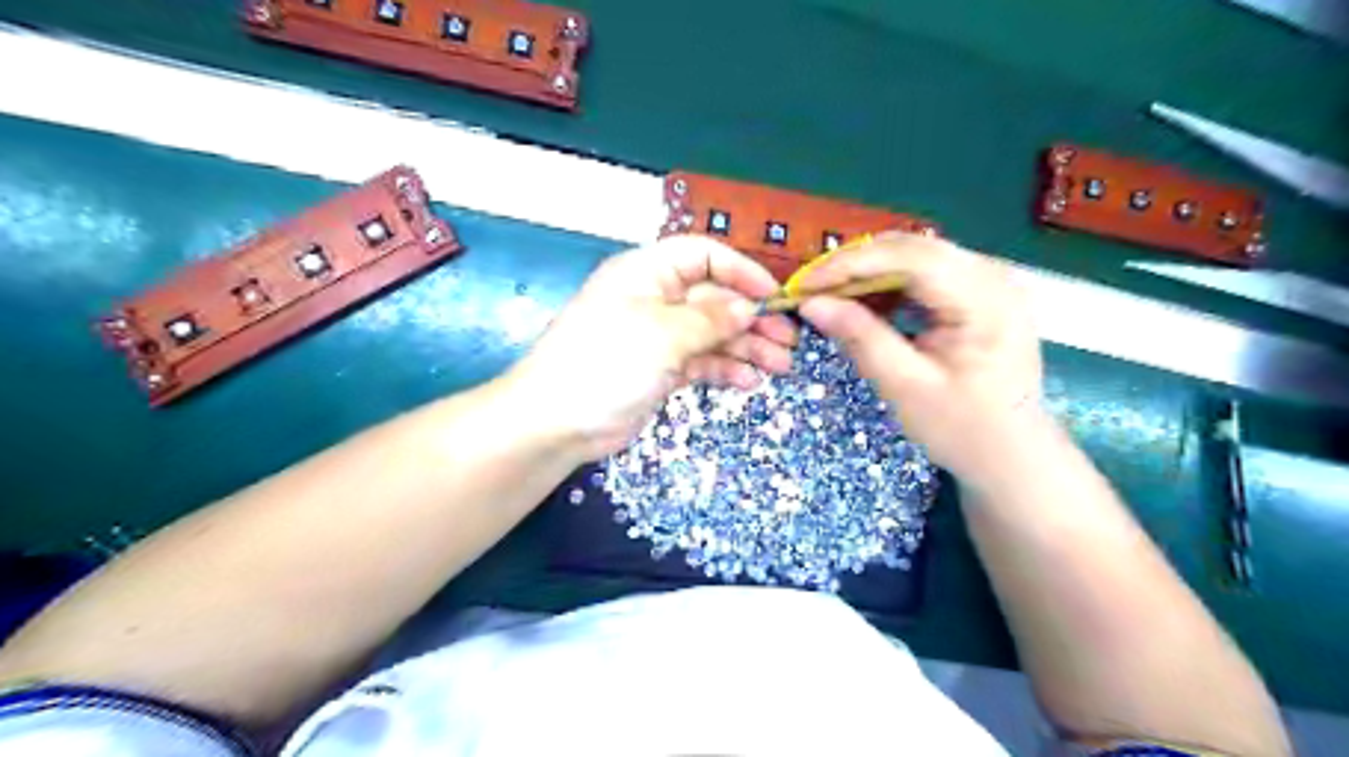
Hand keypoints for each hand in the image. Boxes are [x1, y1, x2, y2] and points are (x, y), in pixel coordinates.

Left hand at [512, 236, 792, 458]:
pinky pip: (700, 362)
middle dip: (751, 317)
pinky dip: (724, 369)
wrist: (557, 422)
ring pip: (712, 334)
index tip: (773, 295)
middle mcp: (654, 299)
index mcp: (647, 273)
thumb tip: (748, 307)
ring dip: (746, 347)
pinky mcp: (659, 370)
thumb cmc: (608, 362)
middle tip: (788, 341)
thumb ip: (711, 319)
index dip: (740, 271)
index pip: (702, 256)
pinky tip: (748, 381)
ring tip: (780, 366)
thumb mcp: (664, 333)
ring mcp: (657, 337)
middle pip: (713, 299)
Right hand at [793, 232, 1048, 479]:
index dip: (851, 264)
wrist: (1011, 456)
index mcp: (984, 299)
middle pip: (913, 248)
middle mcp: (993, 276)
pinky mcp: (980, 294)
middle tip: (812, 290)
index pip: (910, 257)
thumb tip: (811, 303)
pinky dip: (889, 285)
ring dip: (870, 273)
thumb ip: (860, 337)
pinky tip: (865, 305)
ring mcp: (989, 282)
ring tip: (832, 298)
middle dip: (856, 265)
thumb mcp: (905, 386)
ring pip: (916, 256)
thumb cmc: (962, 429)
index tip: (805, 284)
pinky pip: (926, 274)